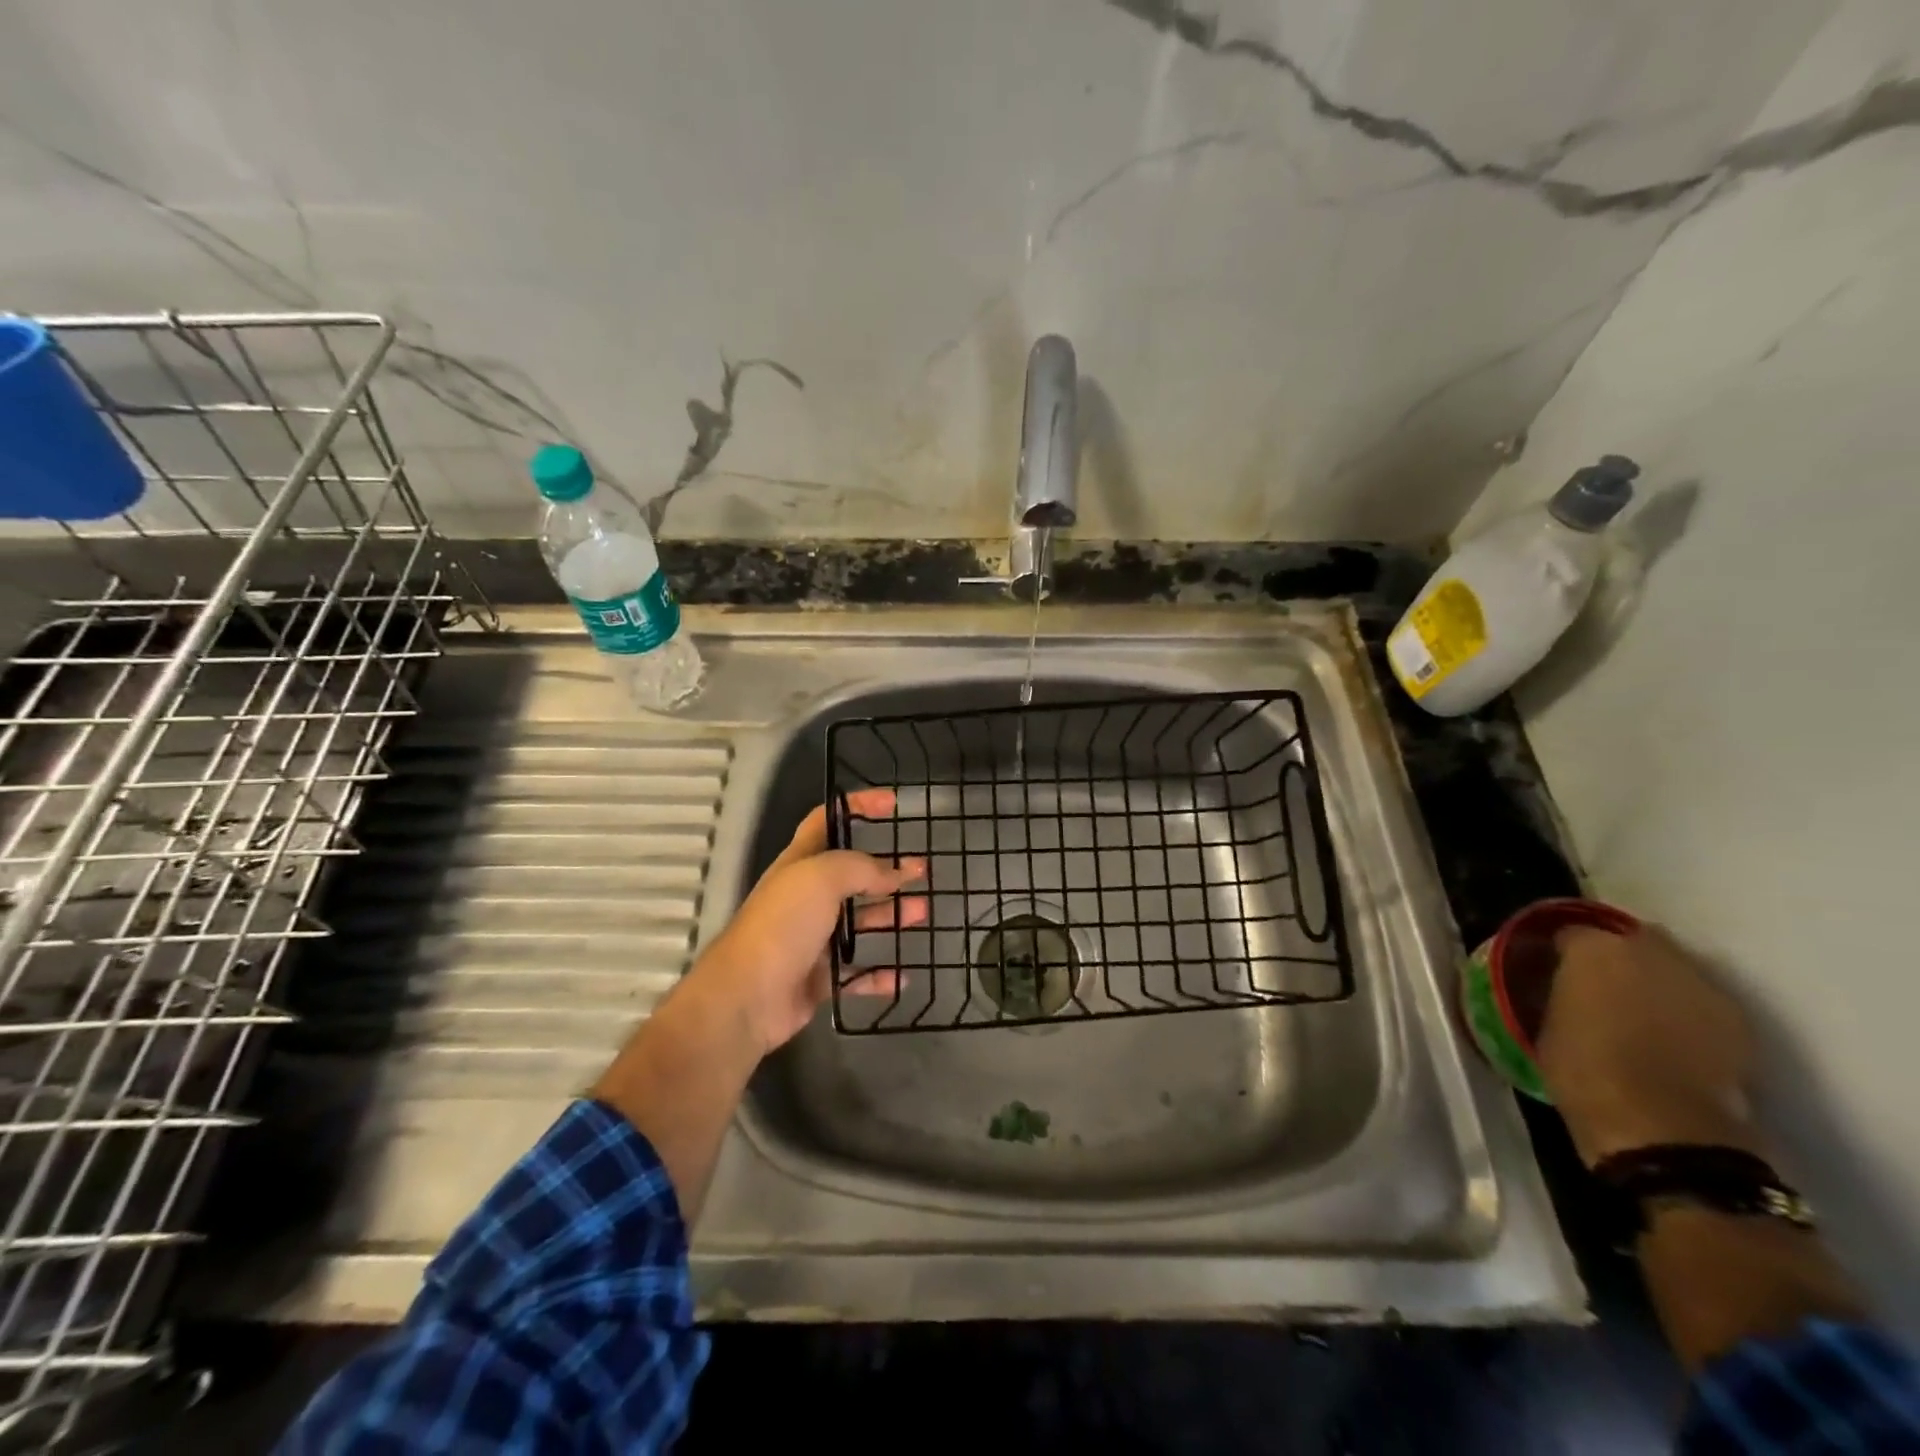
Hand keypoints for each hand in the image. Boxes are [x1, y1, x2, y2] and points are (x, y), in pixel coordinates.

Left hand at [693, 789, 925, 1053]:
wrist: (747, 997)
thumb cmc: (783, 924)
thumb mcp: (822, 877)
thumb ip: (861, 868)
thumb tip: (893, 873)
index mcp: (800, 864)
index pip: (827, 821)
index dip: (857, 806)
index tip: (893, 803)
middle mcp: (806, 897)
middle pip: (851, 875)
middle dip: (887, 869)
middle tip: (921, 869)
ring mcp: (812, 939)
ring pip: (859, 922)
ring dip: (890, 915)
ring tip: (922, 912)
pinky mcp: (819, 978)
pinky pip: (857, 973)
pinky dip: (880, 974)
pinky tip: (904, 973)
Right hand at [1537, 924, 1763, 1167]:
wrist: (1663, 1130)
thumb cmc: (1584, 1071)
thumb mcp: (1543, 1024)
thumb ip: (1556, 992)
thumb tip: (1557, 986)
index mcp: (1594, 949)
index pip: (1569, 932)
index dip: (1559, 951)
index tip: (1550, 970)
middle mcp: (1650, 952)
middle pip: (1631, 939)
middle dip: (1617, 955)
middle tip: (1598, 984)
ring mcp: (1701, 985)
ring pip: (1672, 968)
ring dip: (1654, 980)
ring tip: (1636, 1011)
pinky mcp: (1737, 1022)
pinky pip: (1699, 1001)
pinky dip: (1684, 1010)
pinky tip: (1668, 1036)